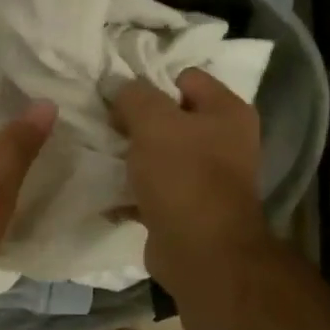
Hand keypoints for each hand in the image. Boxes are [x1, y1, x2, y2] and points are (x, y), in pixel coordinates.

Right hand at [109, 68, 267, 288]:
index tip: (118, 99)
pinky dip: (132, 192)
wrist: (201, 251)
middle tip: (106, 128)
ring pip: (160, 155)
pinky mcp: (187, 208)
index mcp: (227, 111)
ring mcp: (207, 177)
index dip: (151, 83)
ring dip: (131, 158)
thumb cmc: (183, 176)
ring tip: (102, 158)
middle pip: (172, 118)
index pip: (185, 78)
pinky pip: (153, 190)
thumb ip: (133, 96)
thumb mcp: (153, 123)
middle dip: (137, 122)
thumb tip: (116, 85)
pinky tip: (107, 194)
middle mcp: (224, 141)